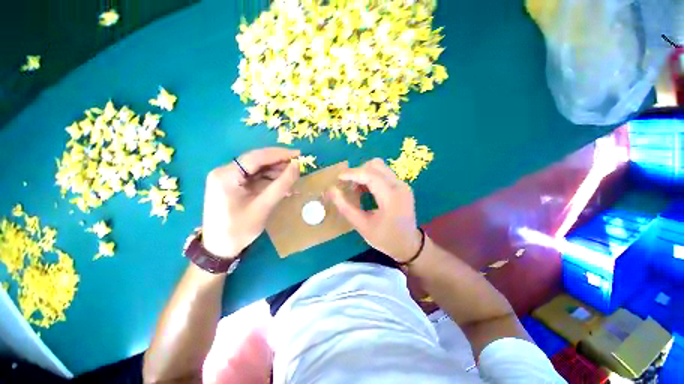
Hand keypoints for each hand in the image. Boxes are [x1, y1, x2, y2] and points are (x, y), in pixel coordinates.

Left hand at [202, 148, 299, 258]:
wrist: (219, 248)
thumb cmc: (239, 229)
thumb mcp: (263, 207)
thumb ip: (281, 185)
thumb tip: (296, 166)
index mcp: (226, 176)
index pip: (256, 157)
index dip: (279, 154)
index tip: (299, 154)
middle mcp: (224, 172)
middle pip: (256, 160)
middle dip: (278, 162)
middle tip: (298, 166)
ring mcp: (227, 178)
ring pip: (257, 168)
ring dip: (275, 171)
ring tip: (293, 176)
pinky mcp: (232, 184)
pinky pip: (254, 177)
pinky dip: (269, 179)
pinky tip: (282, 183)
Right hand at [329, 158, 421, 262]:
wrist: (408, 245)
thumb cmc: (385, 238)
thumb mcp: (362, 226)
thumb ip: (345, 207)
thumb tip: (331, 190)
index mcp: (391, 197)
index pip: (369, 174)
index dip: (352, 174)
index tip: (338, 178)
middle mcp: (399, 185)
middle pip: (375, 165)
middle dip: (358, 172)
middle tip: (349, 187)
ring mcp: (402, 184)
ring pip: (379, 167)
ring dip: (364, 174)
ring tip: (357, 189)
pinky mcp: (402, 186)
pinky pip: (383, 173)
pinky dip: (371, 177)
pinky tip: (366, 190)